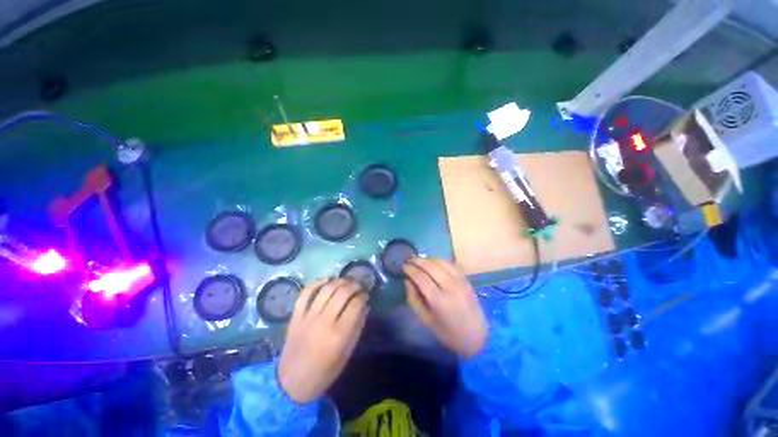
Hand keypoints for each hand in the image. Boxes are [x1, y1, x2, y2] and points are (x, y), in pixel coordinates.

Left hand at [277, 278, 367, 402]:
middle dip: (354, 285)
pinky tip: (326, 279)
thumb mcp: (347, 353)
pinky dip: (316, 283)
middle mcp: (323, 321)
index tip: (366, 295)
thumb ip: (357, 327)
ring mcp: (307, 317)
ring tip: (346, 281)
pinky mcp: (295, 315)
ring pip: (326, 289)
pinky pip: (305, 293)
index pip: (355, 304)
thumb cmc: (324, 372)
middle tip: (359, 286)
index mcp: (338, 334)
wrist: (291, 383)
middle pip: (342, 292)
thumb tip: (365, 306)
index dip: (363, 296)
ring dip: (339, 281)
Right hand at [403, 258, 486, 357]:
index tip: (403, 266)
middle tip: (409, 260)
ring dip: (428, 259)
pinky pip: (451, 265)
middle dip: (418, 261)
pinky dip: (440, 261)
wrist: (476, 336)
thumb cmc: (448, 333)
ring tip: (419, 260)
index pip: (421, 278)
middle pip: (431, 267)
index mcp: (439, 301)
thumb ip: (414, 299)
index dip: (410, 270)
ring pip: (441, 263)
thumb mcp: (426, 320)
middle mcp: (451, 287)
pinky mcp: (466, 280)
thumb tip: (407, 281)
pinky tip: (433, 263)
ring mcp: (460, 282)